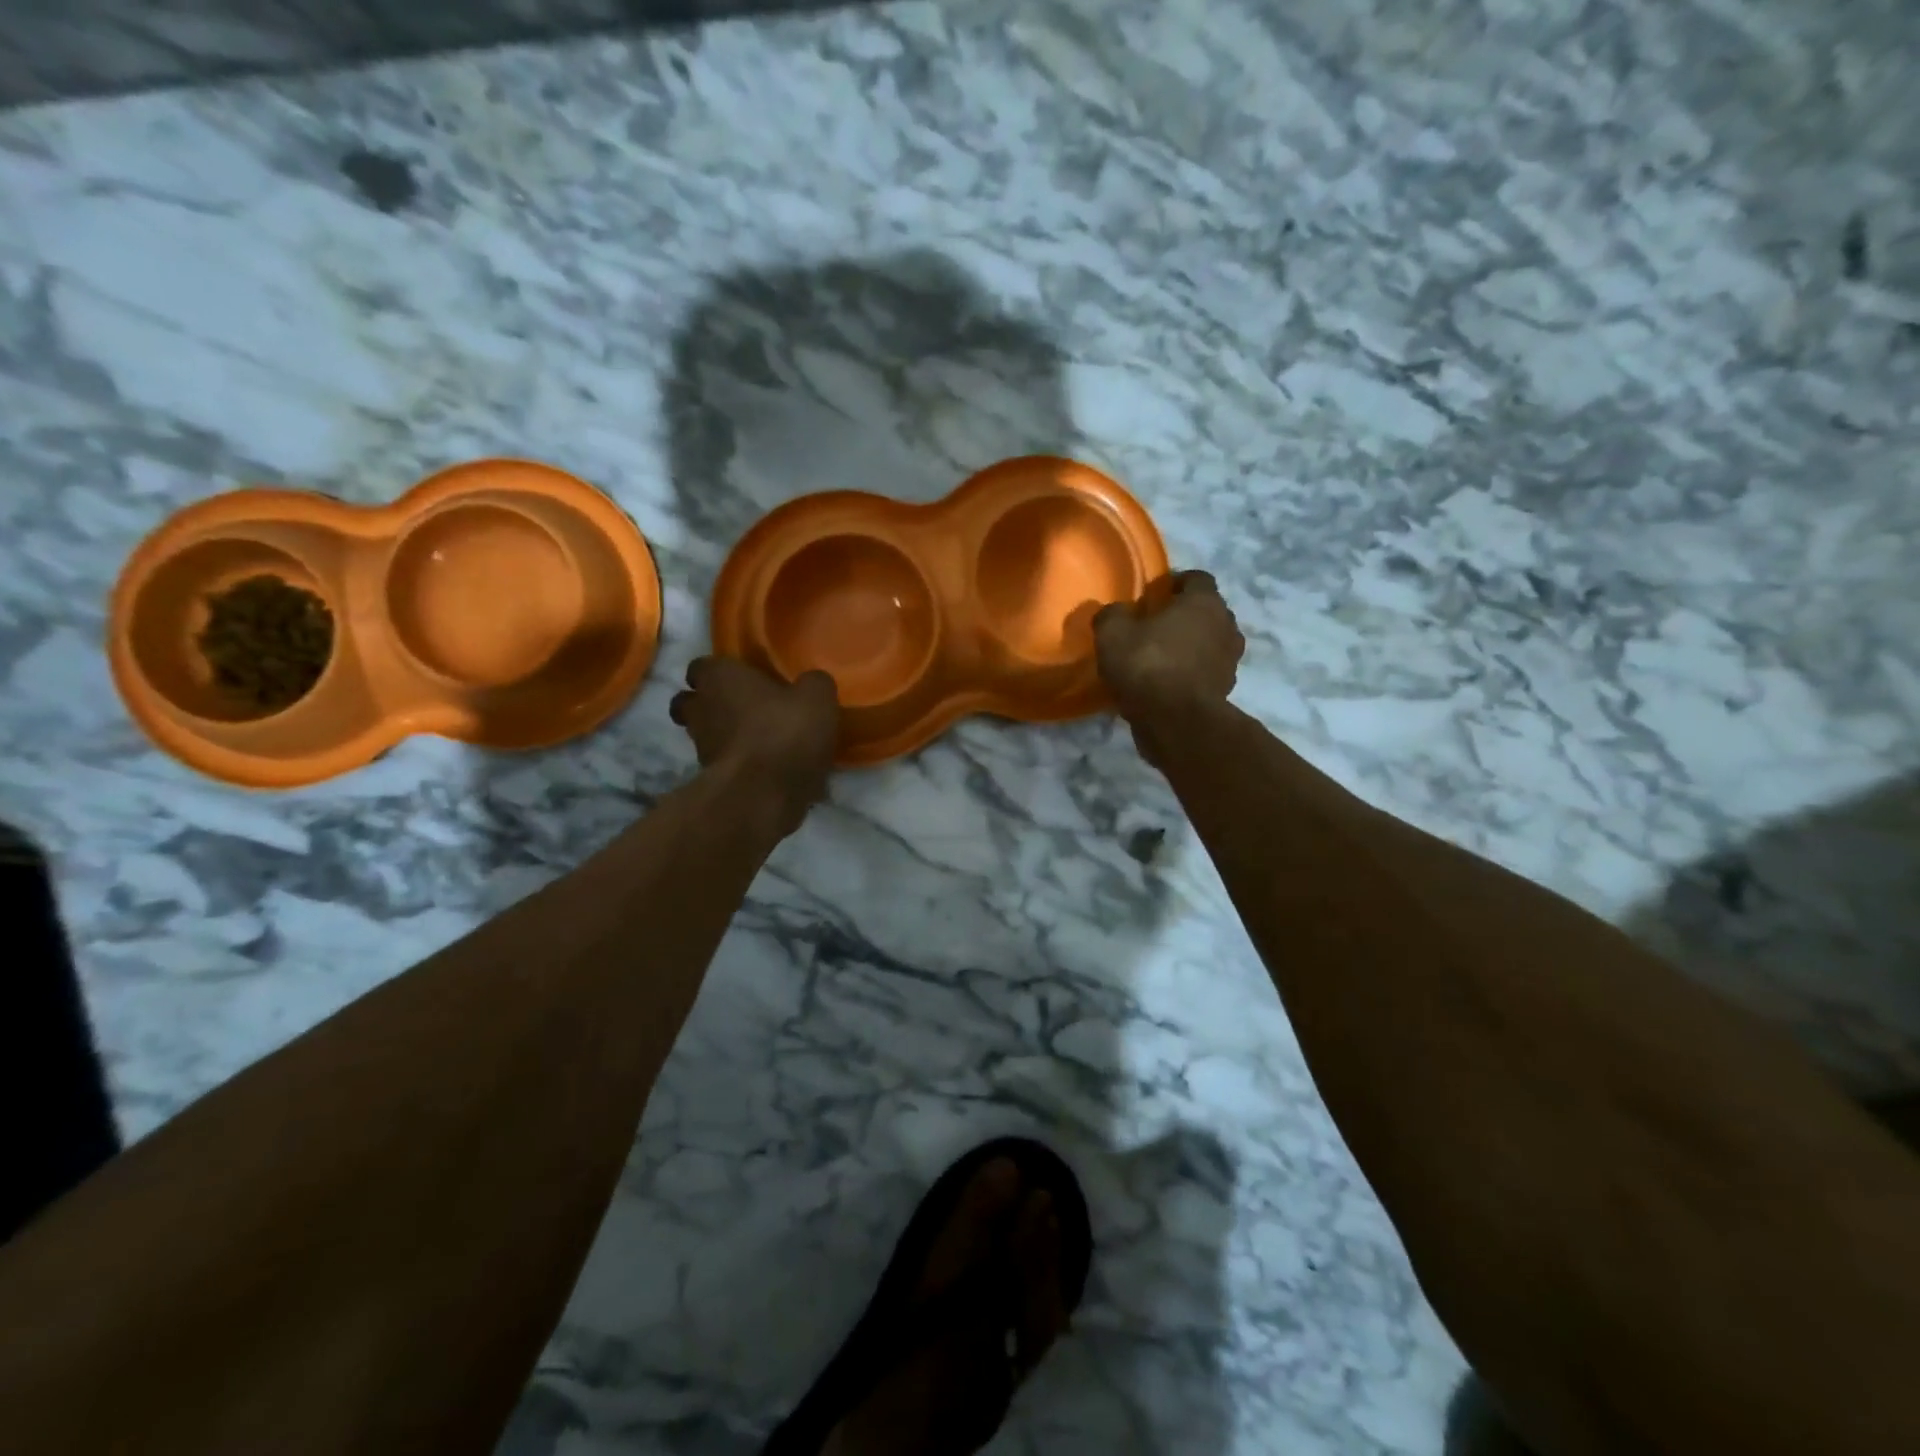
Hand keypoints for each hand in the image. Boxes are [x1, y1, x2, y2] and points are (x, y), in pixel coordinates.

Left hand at [670, 657, 839, 835]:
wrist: (763, 795)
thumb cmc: (785, 732)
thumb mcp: (817, 698)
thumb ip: (813, 683)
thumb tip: (811, 683)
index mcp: (719, 679)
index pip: (701, 666)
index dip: (720, 671)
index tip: (741, 678)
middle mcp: (701, 709)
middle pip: (691, 702)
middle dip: (710, 704)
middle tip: (744, 708)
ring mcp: (701, 748)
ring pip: (705, 734)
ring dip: (726, 736)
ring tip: (761, 742)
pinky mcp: (711, 780)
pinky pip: (724, 764)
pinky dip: (740, 764)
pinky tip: (767, 769)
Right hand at [1093, 570, 1244, 717]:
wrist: (1176, 721)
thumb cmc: (1147, 665)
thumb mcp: (1112, 634)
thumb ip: (1112, 615)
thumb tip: (1115, 612)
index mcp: (1204, 602)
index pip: (1197, 578)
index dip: (1176, 583)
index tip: (1155, 595)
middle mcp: (1226, 625)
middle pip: (1207, 611)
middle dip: (1185, 615)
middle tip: (1156, 626)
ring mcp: (1231, 660)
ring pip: (1210, 643)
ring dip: (1191, 646)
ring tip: (1163, 657)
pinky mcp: (1226, 690)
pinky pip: (1207, 672)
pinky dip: (1192, 673)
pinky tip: (1168, 683)